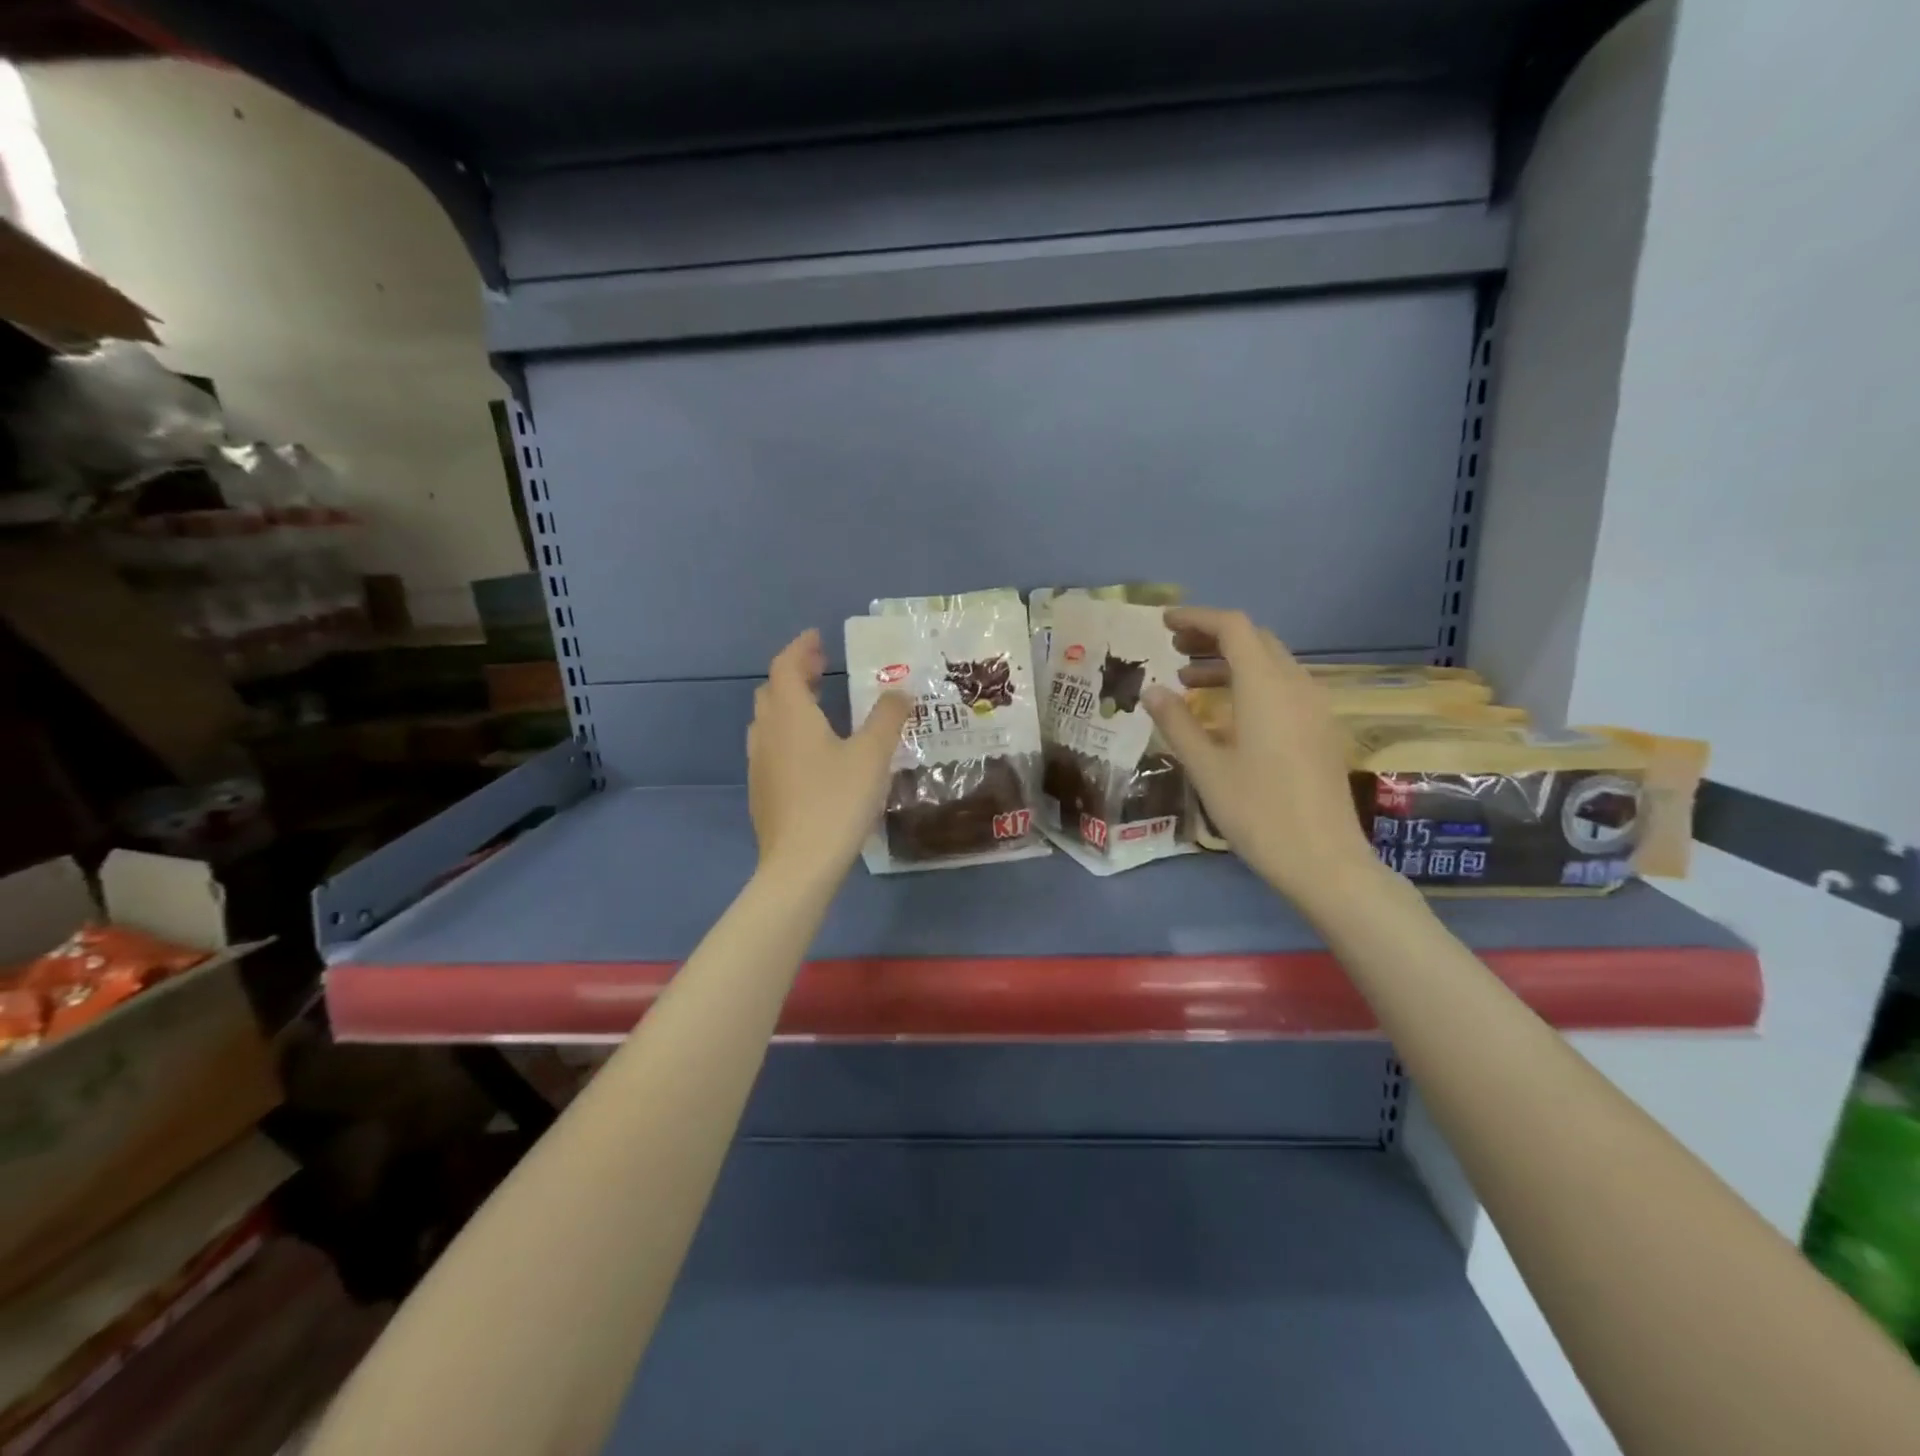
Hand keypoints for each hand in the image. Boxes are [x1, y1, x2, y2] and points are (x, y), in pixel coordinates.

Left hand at [748, 629, 911, 886]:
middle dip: (795, 673)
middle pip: (772, 691)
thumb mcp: (873, 755)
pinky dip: (788, 733)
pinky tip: (811, 752)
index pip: (785, 667)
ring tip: (818, 706)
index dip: (800, 648)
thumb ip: (888, 717)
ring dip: (789, 704)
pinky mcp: (762, 791)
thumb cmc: (837, 802)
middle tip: (822, 668)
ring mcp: (760, 764)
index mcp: (791, 716)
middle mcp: (768, 733)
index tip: (818, 638)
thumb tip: (899, 690)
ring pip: (768, 720)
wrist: (800, 865)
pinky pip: (771, 747)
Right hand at [1143, 607, 1380, 912]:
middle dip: (1213, 638)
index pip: (1233, 628)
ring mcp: (1314, 708)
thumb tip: (1152, 690)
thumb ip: (1177, 723)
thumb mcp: (1206, 768)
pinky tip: (1227, 713)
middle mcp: (1296, 686)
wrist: (1324, 860)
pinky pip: (1283, 688)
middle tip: (1173, 650)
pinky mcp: (1321, 730)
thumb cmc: (1257, 812)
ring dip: (1231, 662)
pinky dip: (1250, 684)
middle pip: (1255, 640)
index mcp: (1266, 687)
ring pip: (1271, 664)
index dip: (1197, 619)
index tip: (1163, 624)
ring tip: (1189, 681)